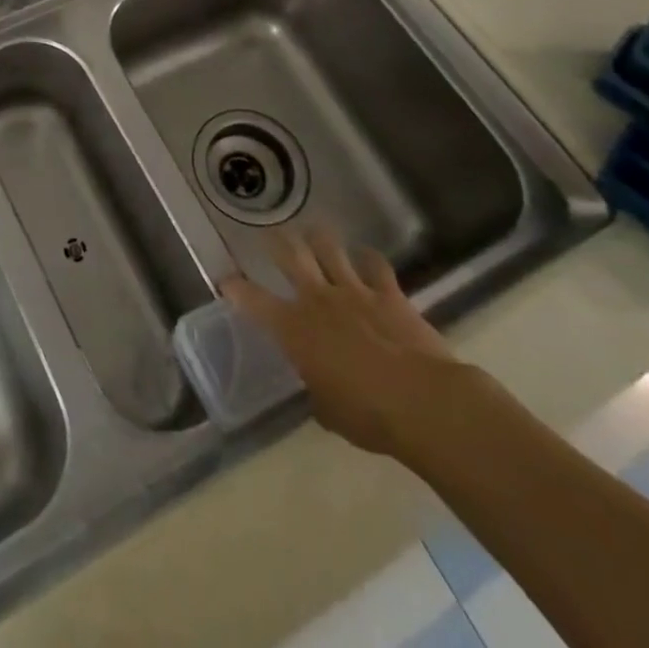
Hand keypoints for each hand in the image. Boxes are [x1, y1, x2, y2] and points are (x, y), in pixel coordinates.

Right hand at [222, 230, 464, 458]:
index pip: (253, 300)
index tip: (226, 281)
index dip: (236, 288)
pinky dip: (368, 258)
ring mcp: (353, 291)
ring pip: (328, 248)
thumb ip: (316, 388)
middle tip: (270, 234)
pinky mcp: (388, 293)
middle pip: (290, 255)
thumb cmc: (367, 415)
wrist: (422, 402)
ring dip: (318, 238)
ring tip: (313, 232)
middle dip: (276, 241)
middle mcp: (317, 299)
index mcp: (294, 328)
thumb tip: (318, 385)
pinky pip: (375, 264)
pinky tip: (366, 256)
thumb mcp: (328, 411)